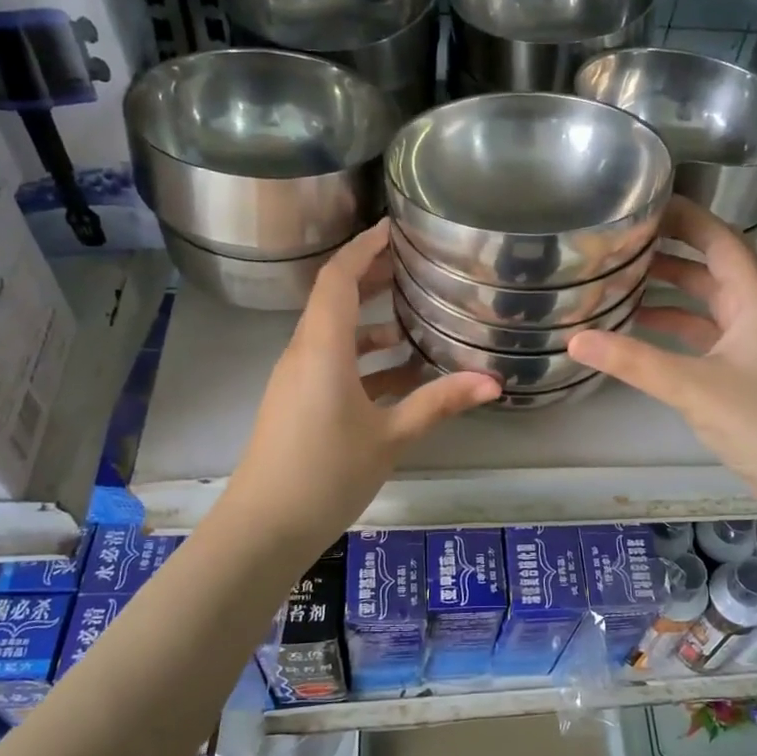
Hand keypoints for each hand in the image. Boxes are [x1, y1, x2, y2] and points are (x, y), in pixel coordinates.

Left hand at [224, 221, 498, 535]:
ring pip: (337, 334)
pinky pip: (333, 363)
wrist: (263, 528)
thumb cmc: (326, 474)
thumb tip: (492, 382)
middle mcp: (304, 353)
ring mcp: (298, 379)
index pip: (338, 277)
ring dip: (373, 322)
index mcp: (322, 348)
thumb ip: (439, 403)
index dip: (364, 247)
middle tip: (415, 263)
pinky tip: (402, 373)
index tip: (395, 227)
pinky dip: (366, 358)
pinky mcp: (298, 402)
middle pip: (336, 299)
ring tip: (418, 316)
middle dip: (373, 277)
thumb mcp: (390, 437)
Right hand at [568, 198, 756, 506]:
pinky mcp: (744, 372)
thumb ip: (634, 361)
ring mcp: (752, 344)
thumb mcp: (694, 386)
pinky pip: (704, 335)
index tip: (646, 202)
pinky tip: (641, 332)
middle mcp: (756, 313)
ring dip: (669, 292)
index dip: (687, 217)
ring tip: (620, 281)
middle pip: (710, 268)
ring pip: (705, 304)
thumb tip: (575, 338)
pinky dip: (675, 329)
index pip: (721, 240)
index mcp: (756, 300)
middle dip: (669, 252)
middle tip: (620, 242)